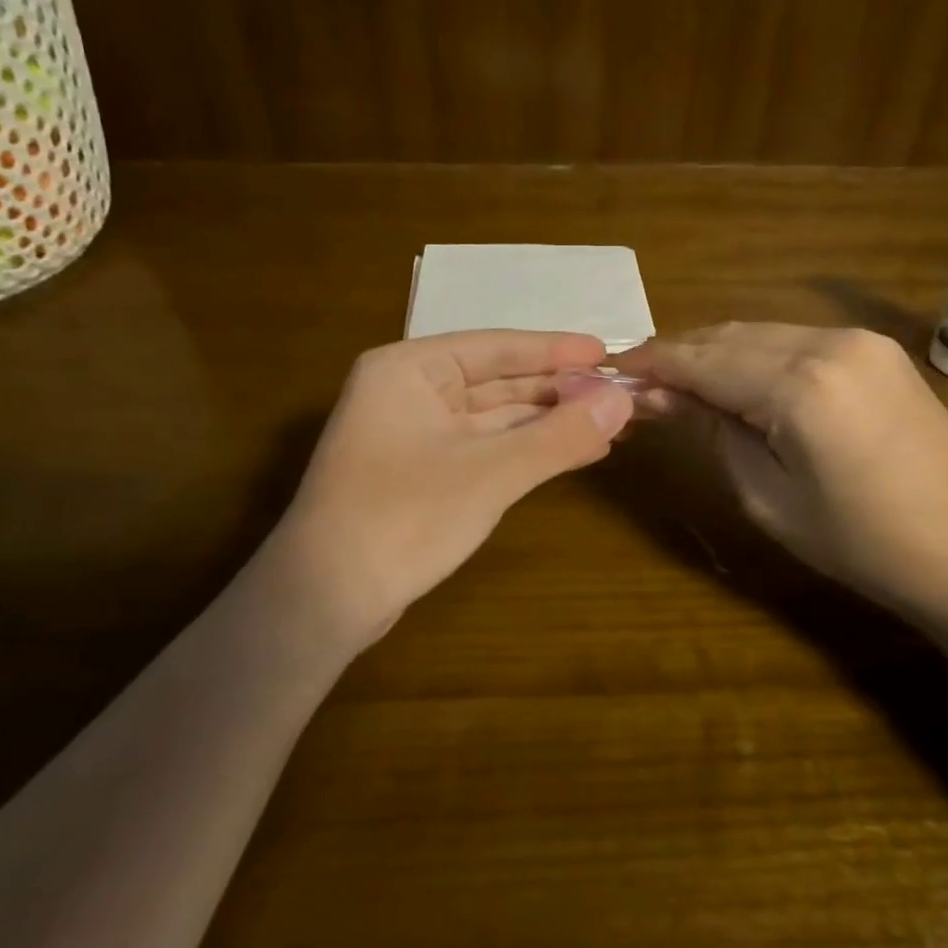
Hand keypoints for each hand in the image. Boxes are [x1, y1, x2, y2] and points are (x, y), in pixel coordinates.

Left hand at [258, 331, 634, 651]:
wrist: (323, 601)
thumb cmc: (403, 518)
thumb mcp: (490, 473)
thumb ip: (559, 436)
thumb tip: (624, 400)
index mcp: (411, 369)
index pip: (497, 347)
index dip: (556, 350)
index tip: (608, 352)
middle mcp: (410, 392)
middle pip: (499, 381)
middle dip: (558, 391)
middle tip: (620, 394)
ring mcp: (414, 435)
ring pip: (496, 418)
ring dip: (549, 423)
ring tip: (610, 424)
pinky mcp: (423, 474)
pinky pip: (486, 449)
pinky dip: (528, 451)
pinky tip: (574, 453)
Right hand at [621, 323, 947, 619]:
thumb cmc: (861, 543)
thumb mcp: (767, 496)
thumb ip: (712, 433)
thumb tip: (658, 395)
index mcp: (799, 386)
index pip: (703, 361)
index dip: (653, 364)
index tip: (613, 370)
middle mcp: (827, 343)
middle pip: (729, 336)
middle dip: (680, 354)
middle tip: (639, 379)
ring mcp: (858, 339)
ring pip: (761, 332)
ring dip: (715, 351)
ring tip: (679, 381)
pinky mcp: (877, 348)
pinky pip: (795, 339)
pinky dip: (756, 354)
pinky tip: (737, 378)